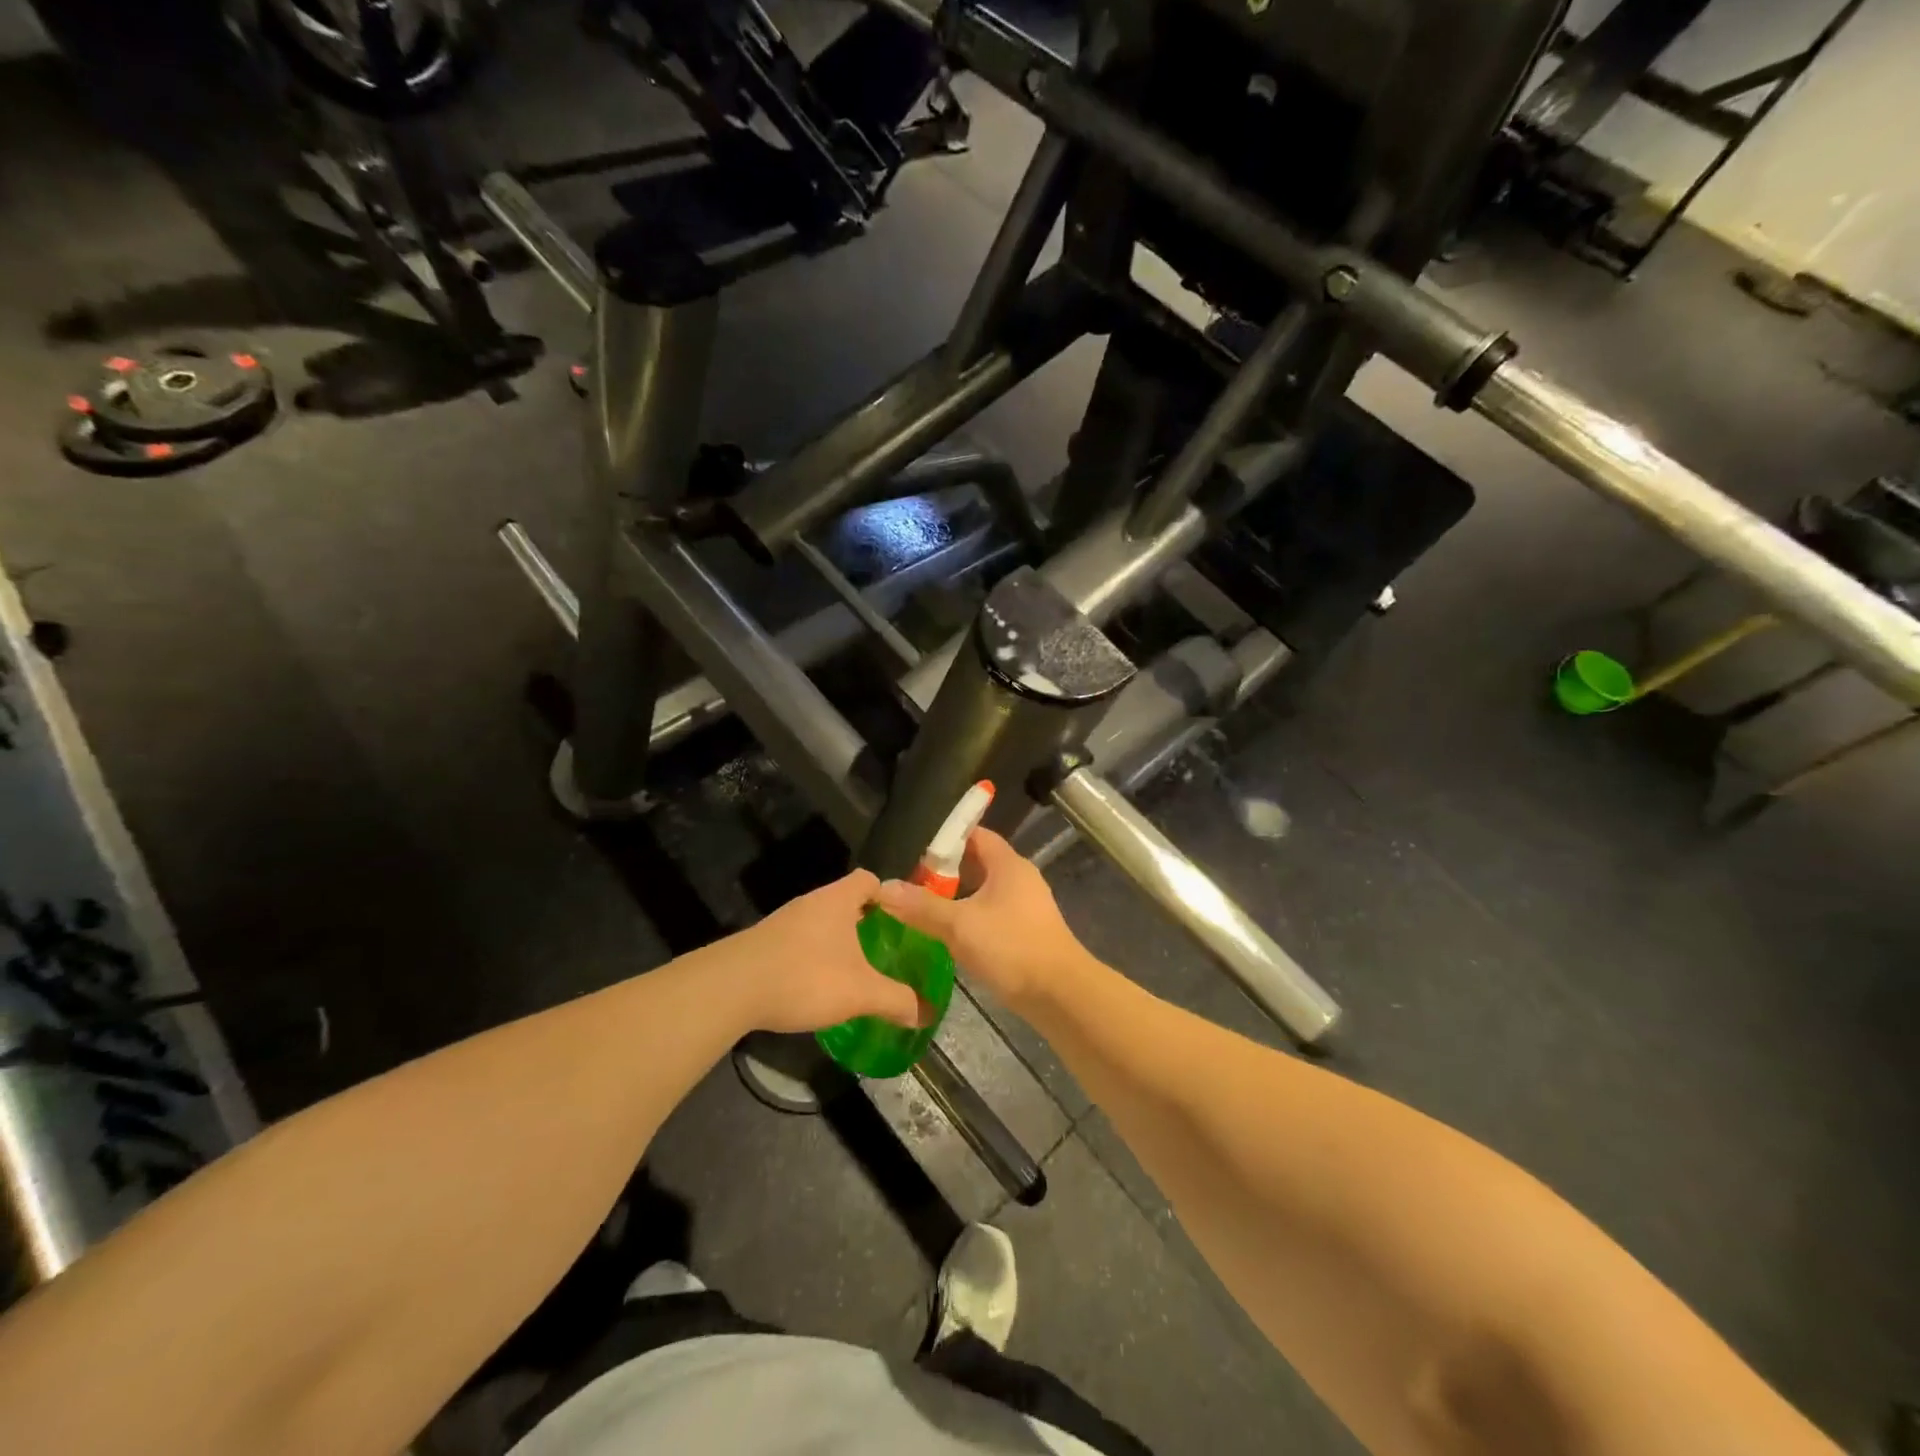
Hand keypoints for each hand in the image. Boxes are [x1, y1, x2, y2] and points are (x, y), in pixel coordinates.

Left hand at [722, 869, 924, 1033]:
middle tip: (884, 950)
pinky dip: (813, 958)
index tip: (902, 921)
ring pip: (821, 923)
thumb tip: (927, 1013)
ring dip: (837, 942)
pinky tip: (817, 986)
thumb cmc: (805, 976)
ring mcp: (784, 922)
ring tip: (854, 971)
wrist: (731, 988)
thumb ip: (897, 1000)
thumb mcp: (860, 992)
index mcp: (838, 899)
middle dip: (865, 923)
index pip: (868, 880)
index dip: (888, 896)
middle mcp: (811, 902)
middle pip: (845, 901)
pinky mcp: (764, 944)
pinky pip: (799, 942)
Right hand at [873, 828, 1090, 1013]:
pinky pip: (991, 914)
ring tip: (922, 905)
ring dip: (956, 896)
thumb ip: (921, 906)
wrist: (1060, 994)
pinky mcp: (1026, 932)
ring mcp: (1026, 906)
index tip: (915, 847)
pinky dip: (969, 917)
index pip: (976, 835)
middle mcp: (1020, 878)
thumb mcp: (959, 925)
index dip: (947, 837)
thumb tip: (883, 888)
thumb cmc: (1011, 947)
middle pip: (978, 863)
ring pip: (984, 891)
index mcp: (1008, 865)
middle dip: (946, 870)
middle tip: (910, 880)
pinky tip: (948, 934)